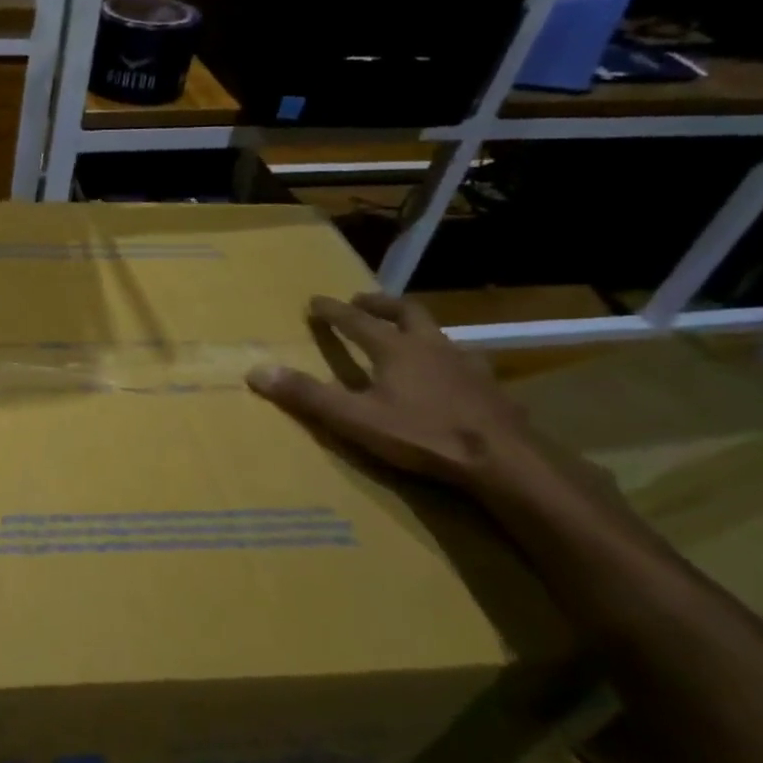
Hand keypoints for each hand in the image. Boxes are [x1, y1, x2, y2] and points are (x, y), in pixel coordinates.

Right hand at [247, 293, 551, 495]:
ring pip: (440, 334)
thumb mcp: (355, 419)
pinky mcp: (491, 388)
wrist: (504, 461)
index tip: (315, 301)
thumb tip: (257, 371)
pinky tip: (450, 376)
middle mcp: (431, 346)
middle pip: (407, 312)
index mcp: (395, 349)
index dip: (333, 311)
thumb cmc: (423, 435)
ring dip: (418, 328)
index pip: (356, 321)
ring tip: (408, 337)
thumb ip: (307, 395)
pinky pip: (465, 362)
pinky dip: (448, 360)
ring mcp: (466, 365)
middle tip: (363, 301)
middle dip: (381, 304)